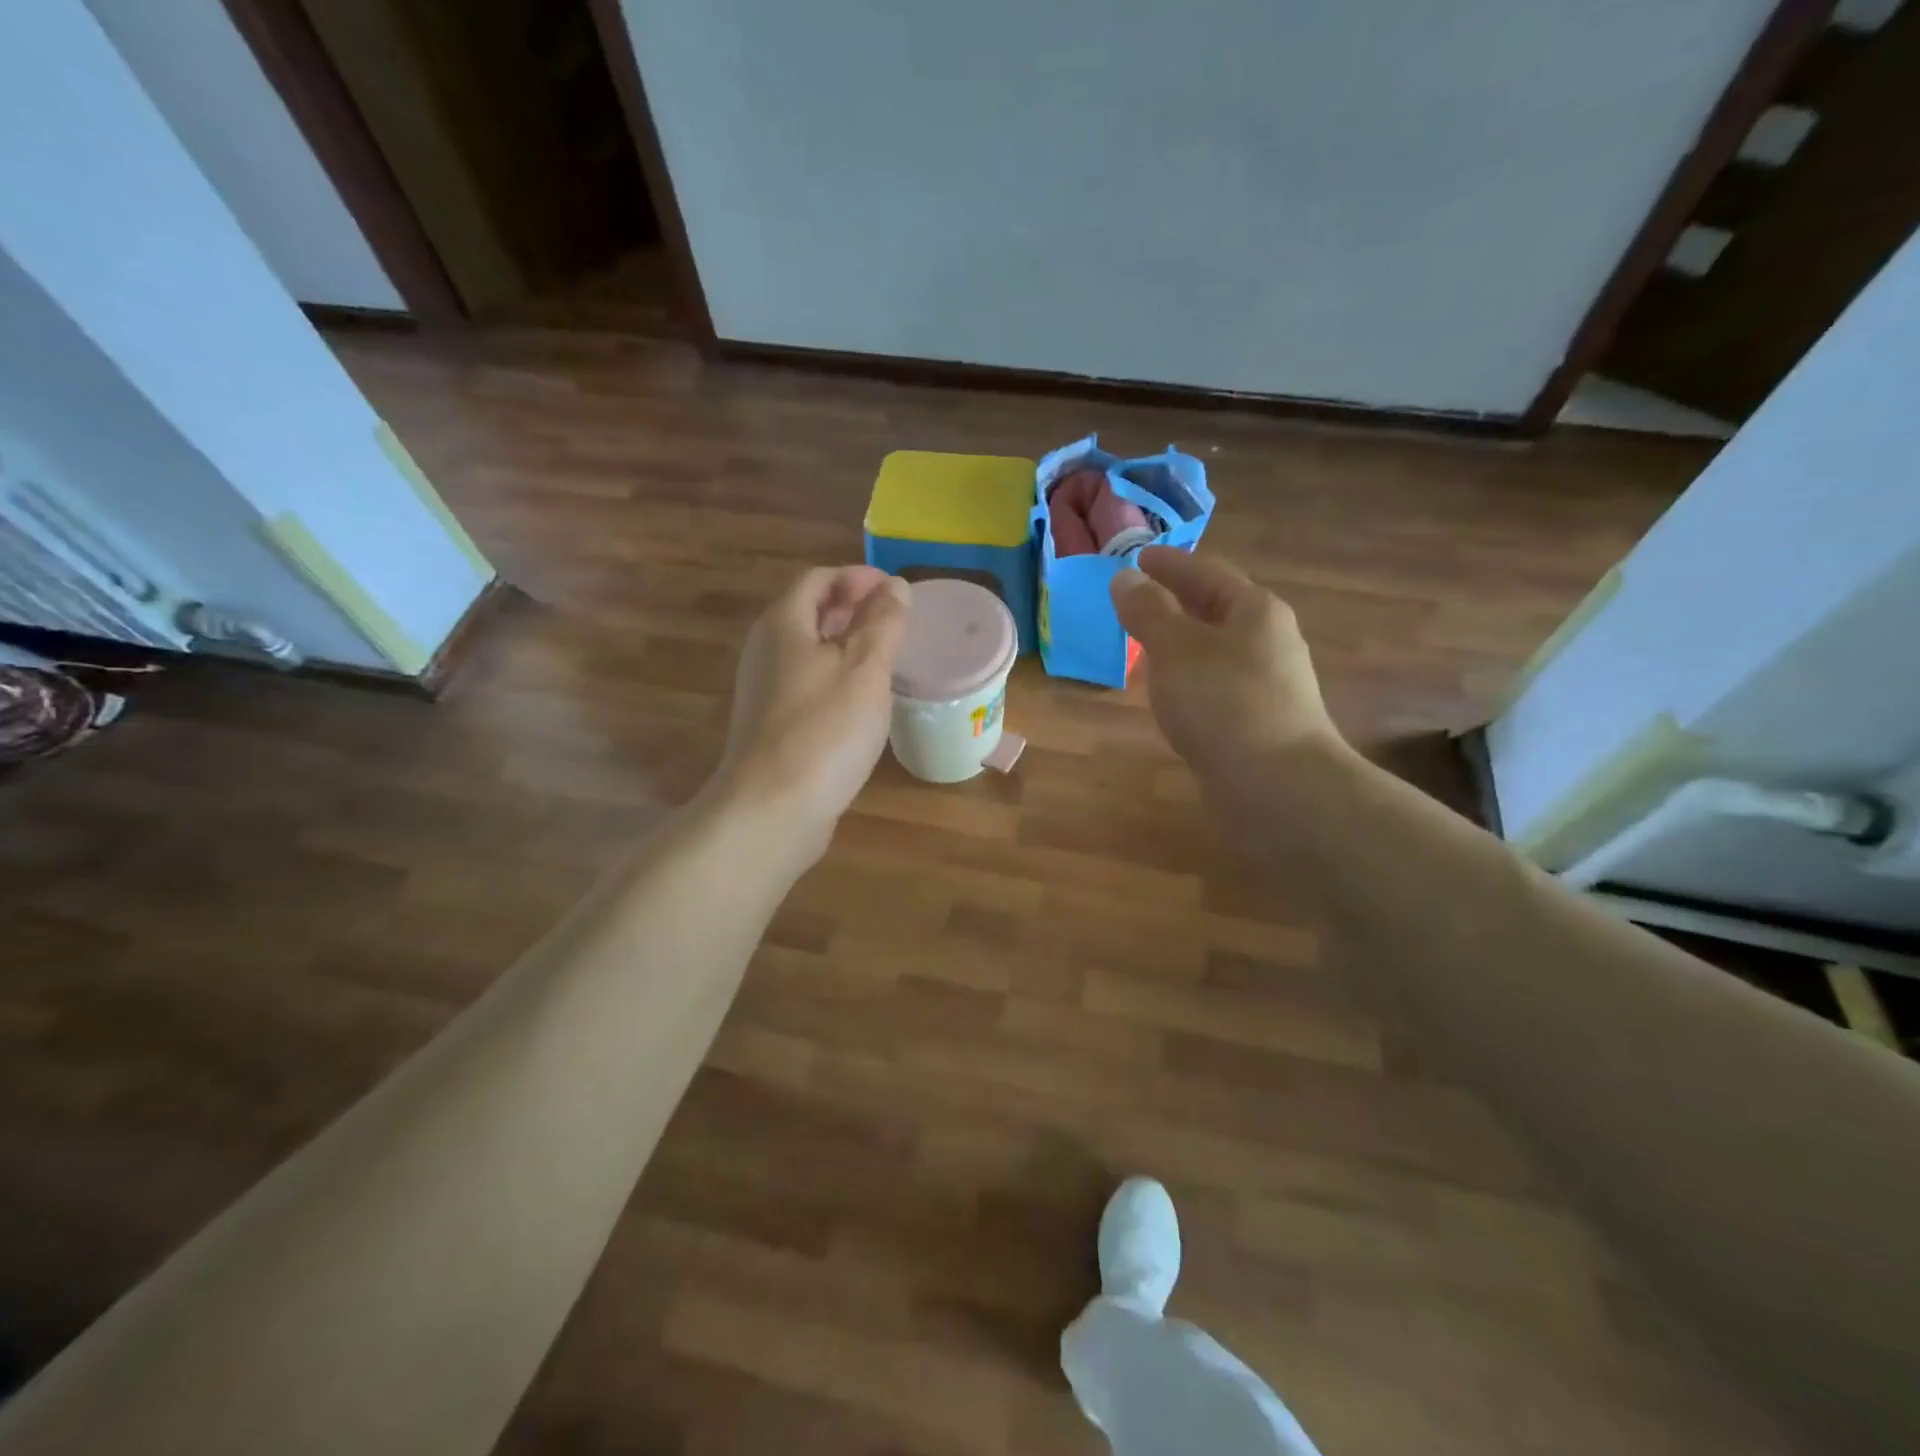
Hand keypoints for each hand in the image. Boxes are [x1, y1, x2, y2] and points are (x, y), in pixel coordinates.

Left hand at [714, 566, 910, 857]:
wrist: (773, 808)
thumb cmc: (824, 729)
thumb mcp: (865, 668)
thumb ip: (883, 623)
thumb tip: (896, 587)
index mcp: (783, 624)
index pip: (818, 579)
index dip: (857, 577)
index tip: (896, 590)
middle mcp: (766, 650)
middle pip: (809, 612)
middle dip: (852, 608)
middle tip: (896, 620)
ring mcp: (765, 690)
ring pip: (808, 651)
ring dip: (845, 644)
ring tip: (886, 656)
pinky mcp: (772, 725)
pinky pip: (808, 684)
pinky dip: (836, 677)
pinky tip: (862, 700)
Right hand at [1111, 548, 1343, 788]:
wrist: (1278, 787)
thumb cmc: (1223, 703)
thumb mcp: (1175, 648)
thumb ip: (1148, 611)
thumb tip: (1125, 578)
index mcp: (1254, 610)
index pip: (1207, 573)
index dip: (1170, 564)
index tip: (1138, 558)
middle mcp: (1268, 641)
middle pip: (1217, 609)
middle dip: (1178, 602)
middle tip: (1138, 600)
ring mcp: (1268, 684)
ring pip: (1217, 650)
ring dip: (1183, 643)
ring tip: (1147, 645)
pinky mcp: (1260, 722)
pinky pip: (1218, 685)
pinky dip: (1191, 678)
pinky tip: (1173, 694)